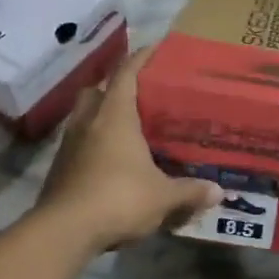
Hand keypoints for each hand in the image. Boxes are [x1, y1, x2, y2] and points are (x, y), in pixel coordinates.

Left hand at [37, 46, 220, 251]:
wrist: (64, 231)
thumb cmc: (118, 199)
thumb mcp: (163, 197)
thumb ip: (190, 191)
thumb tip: (219, 191)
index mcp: (115, 116)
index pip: (127, 73)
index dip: (142, 57)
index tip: (156, 47)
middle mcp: (88, 121)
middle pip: (97, 90)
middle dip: (115, 87)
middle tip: (139, 95)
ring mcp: (69, 144)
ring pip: (84, 116)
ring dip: (101, 116)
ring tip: (127, 128)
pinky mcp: (59, 168)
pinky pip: (79, 143)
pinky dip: (94, 144)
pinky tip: (112, 161)